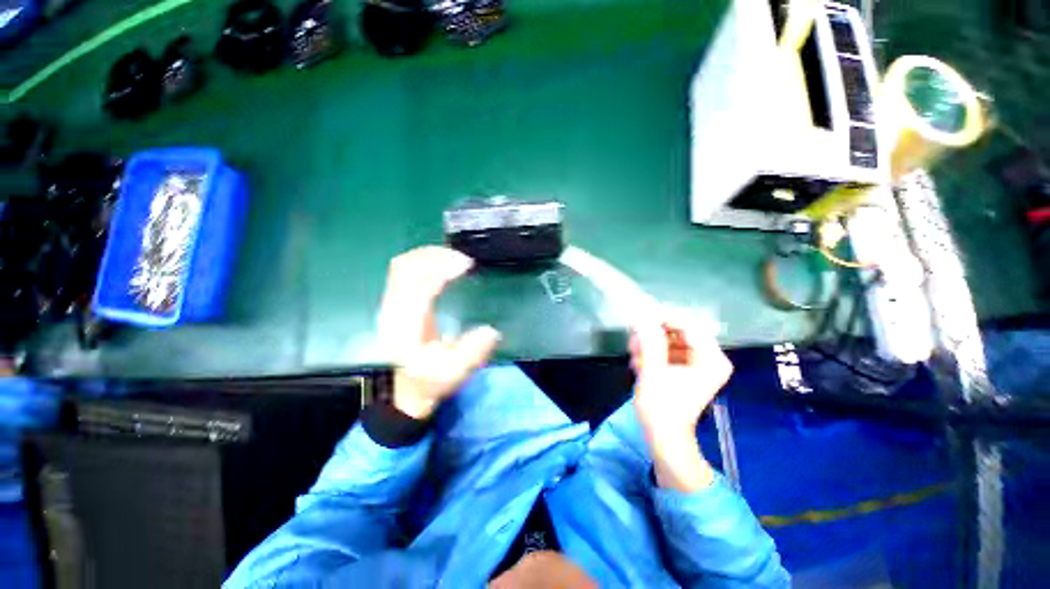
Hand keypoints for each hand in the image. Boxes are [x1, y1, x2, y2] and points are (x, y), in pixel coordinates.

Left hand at [378, 246, 500, 419]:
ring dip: (430, 256)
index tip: (467, 265)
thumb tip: (491, 331)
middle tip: (464, 259)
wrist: (400, 391)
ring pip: (404, 265)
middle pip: (406, 266)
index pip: (417, 283)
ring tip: (456, 259)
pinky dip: (425, 262)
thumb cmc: (425, 381)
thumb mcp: (452, 374)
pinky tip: (443, 267)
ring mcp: (393, 303)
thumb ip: (471, 353)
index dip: (440, 267)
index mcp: (407, 322)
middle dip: (436, 255)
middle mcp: (395, 307)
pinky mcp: (397, 303)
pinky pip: (406, 271)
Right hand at [630, 316, 732, 490]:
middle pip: (679, 332)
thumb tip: (641, 317)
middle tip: (634, 340)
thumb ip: (649, 342)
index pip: (688, 326)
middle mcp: (710, 358)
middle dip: (654, 335)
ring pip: (672, 341)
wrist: (665, 438)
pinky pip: (670, 351)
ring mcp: (700, 364)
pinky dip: (654, 353)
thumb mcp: (653, 371)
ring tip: (634, 354)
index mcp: (711, 359)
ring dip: (651, 345)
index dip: (663, 319)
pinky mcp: (688, 370)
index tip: (640, 317)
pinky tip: (639, 362)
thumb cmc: (662, 407)